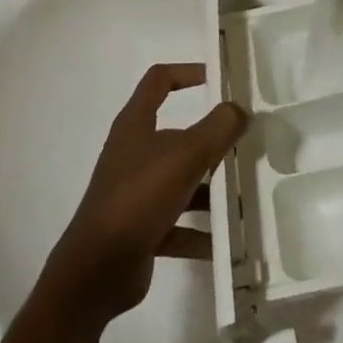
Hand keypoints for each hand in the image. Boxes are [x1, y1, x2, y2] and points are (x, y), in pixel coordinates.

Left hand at [42, 63, 248, 325]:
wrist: (97, 270)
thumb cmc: (138, 197)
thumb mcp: (184, 156)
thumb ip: (216, 129)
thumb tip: (238, 109)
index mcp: (136, 124)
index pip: (159, 80)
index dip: (187, 72)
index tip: (219, 80)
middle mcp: (133, 152)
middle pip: (177, 134)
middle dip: (210, 141)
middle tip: (245, 145)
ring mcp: (136, 191)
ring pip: (180, 180)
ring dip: (210, 189)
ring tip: (245, 196)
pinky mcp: (140, 228)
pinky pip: (178, 223)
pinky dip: (200, 231)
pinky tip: (227, 242)